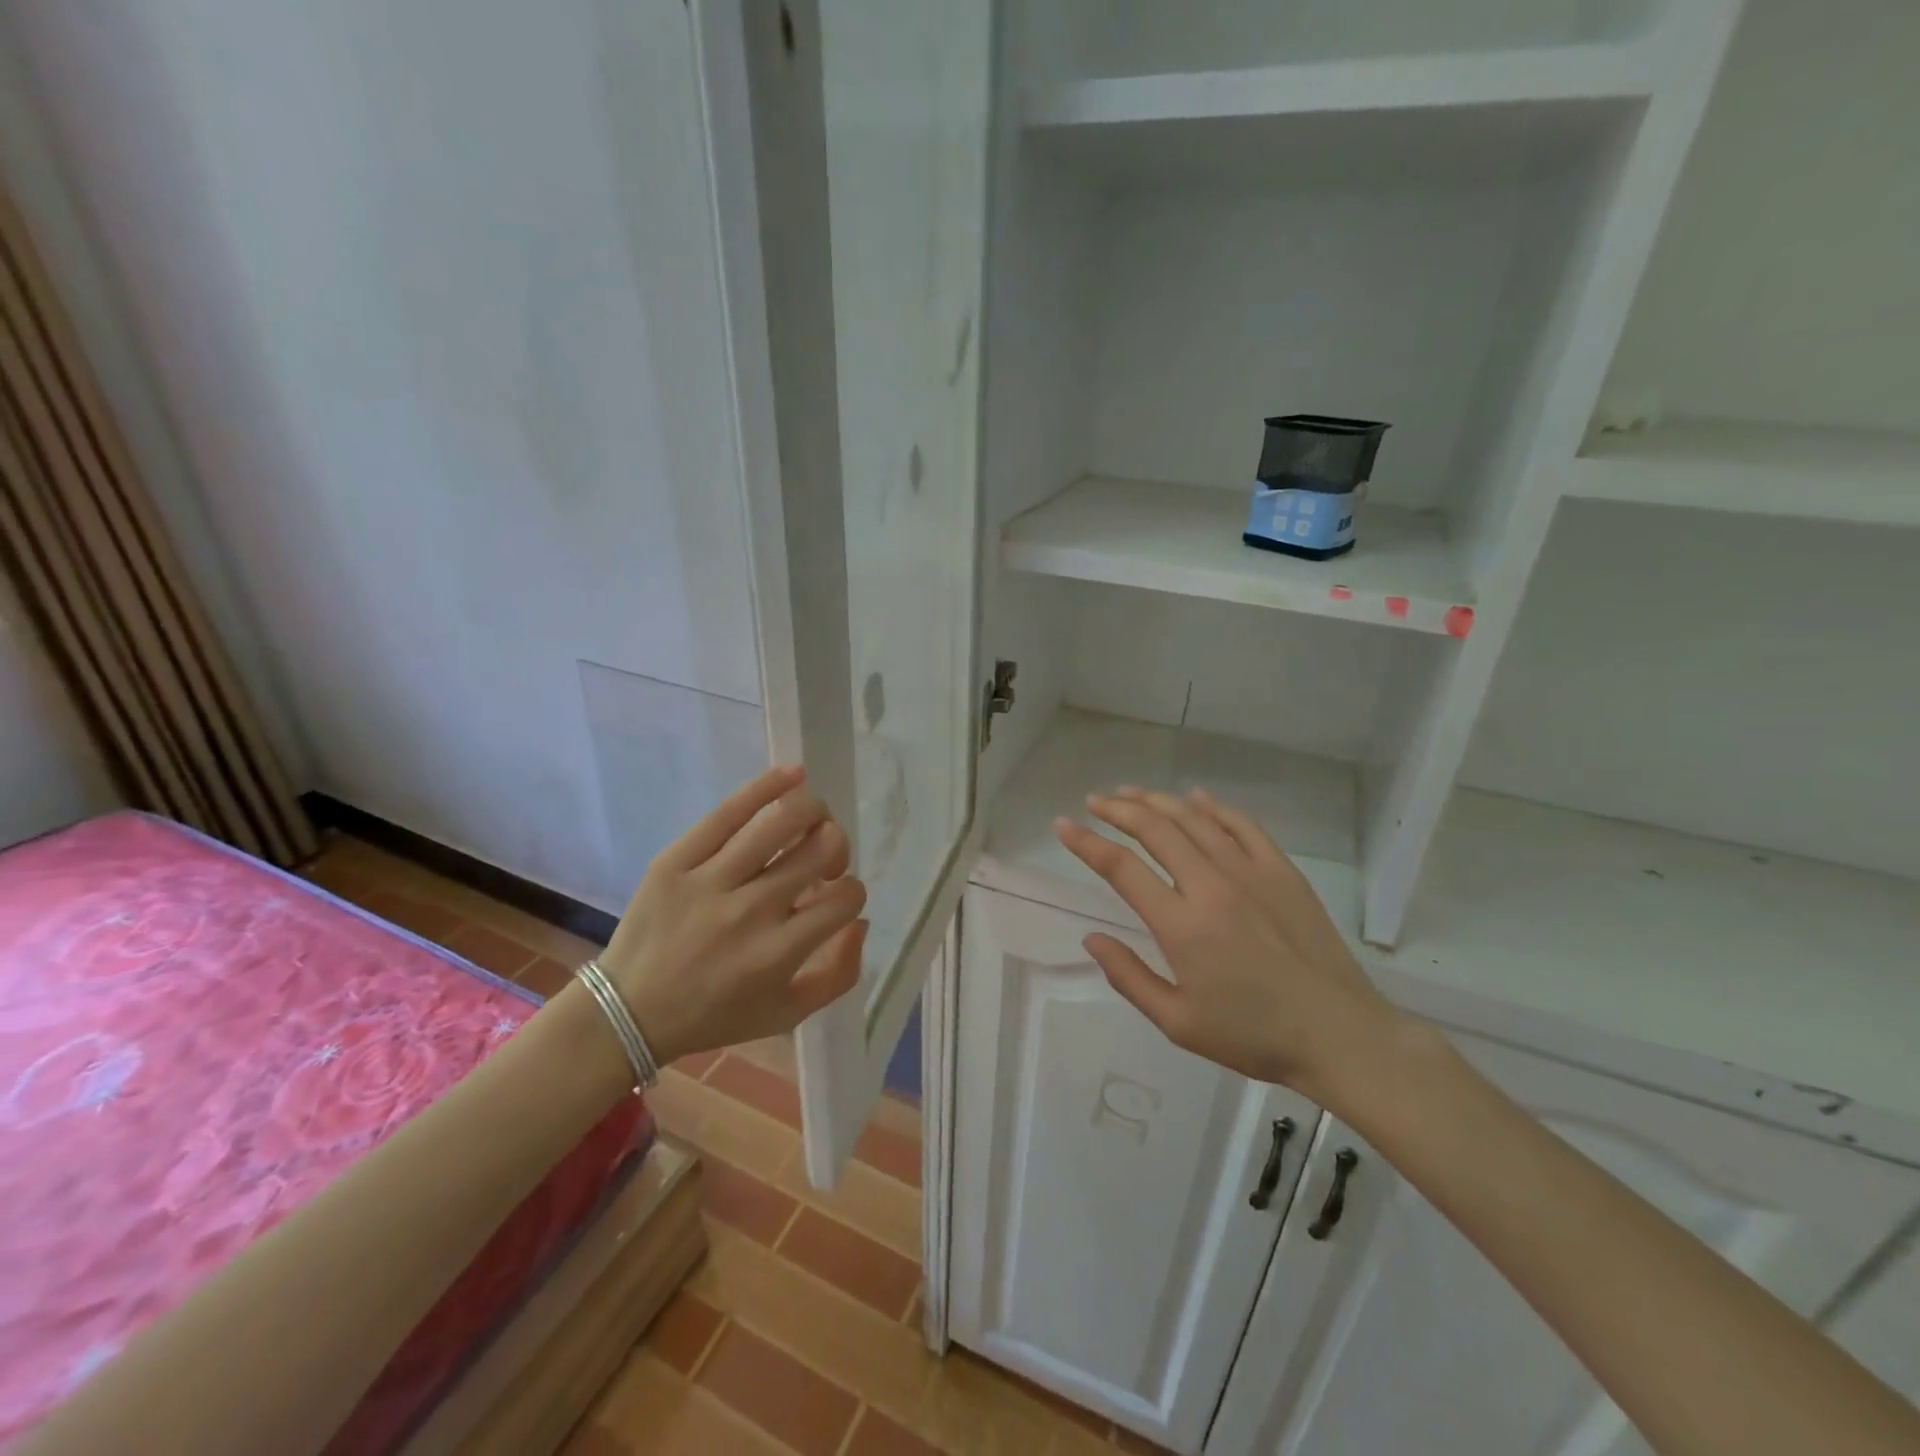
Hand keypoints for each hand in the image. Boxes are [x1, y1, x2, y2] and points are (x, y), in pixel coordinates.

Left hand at [599, 764, 866, 1066]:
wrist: (628, 1012)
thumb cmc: (714, 1015)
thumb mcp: (787, 1014)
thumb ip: (839, 974)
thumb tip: (860, 920)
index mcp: (780, 952)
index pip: (844, 897)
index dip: (851, 891)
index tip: (835, 895)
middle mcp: (752, 911)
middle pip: (819, 851)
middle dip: (836, 846)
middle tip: (824, 856)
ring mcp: (711, 881)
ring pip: (781, 823)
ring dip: (812, 813)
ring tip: (812, 819)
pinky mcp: (677, 859)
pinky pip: (729, 812)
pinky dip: (768, 786)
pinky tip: (793, 774)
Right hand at [1054, 787, 1403, 1103]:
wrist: (1339, 1035)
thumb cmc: (1253, 1036)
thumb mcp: (1178, 1022)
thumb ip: (1129, 977)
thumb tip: (1091, 939)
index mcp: (1183, 925)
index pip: (1122, 868)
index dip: (1086, 843)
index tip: (1063, 826)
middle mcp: (1212, 886)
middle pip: (1156, 830)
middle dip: (1118, 809)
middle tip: (1094, 801)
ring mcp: (1251, 873)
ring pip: (1195, 820)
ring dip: (1158, 801)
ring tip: (1131, 793)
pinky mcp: (1283, 872)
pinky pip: (1243, 826)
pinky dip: (1214, 807)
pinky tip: (1196, 799)